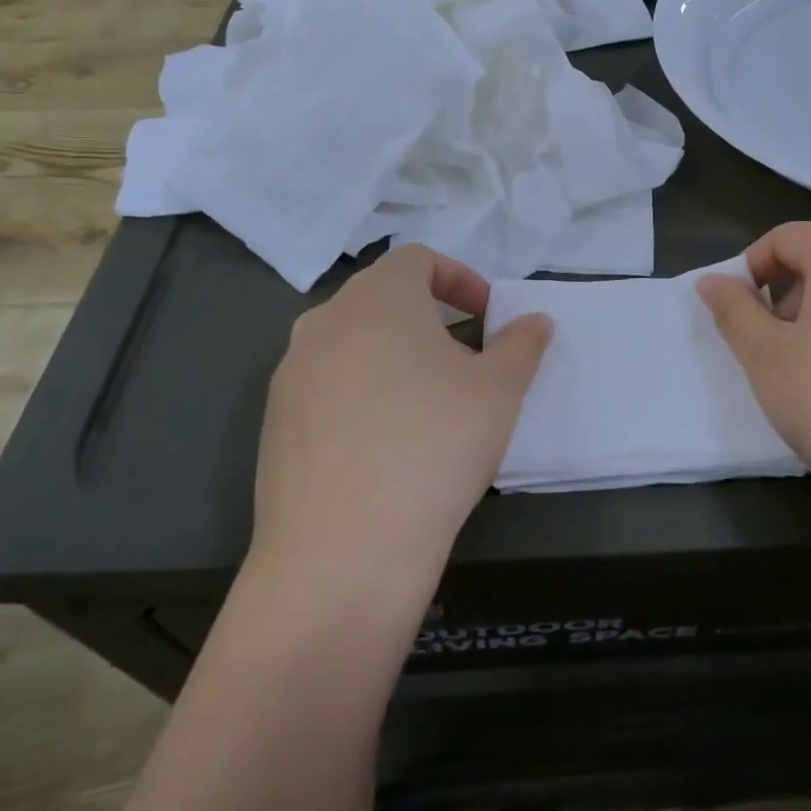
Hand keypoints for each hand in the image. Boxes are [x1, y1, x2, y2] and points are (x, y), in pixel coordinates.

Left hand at [254, 245, 550, 590]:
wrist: (343, 551)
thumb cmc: (434, 444)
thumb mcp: (499, 390)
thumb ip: (522, 345)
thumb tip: (535, 321)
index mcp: (377, 298)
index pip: (417, 259)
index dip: (460, 278)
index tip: (488, 317)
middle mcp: (324, 323)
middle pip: (382, 300)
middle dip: (430, 322)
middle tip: (466, 364)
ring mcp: (291, 375)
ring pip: (353, 346)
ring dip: (395, 359)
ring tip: (429, 408)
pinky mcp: (275, 425)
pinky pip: (327, 390)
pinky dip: (362, 398)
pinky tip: (386, 449)